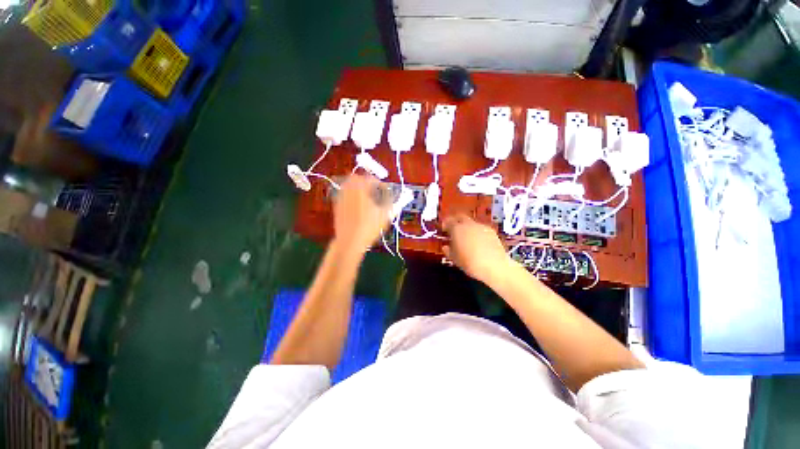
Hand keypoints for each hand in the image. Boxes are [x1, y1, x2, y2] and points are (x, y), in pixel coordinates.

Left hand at [333, 175, 390, 252]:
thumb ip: (393, 204)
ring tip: (366, 197)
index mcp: (361, 189)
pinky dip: (351, 195)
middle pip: (356, 178)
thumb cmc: (369, 227)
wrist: (349, 241)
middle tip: (373, 190)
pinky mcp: (336, 206)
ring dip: (357, 187)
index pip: (371, 179)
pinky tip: (357, 206)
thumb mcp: (385, 216)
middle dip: (365, 181)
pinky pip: (343, 195)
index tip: (385, 190)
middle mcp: (349, 190)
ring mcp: (341, 198)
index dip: (379, 183)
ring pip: (347, 185)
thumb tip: (399, 198)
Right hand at [443, 214, 512, 284]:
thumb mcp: (454, 259)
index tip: (444, 229)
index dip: (445, 225)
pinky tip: (478, 242)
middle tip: (453, 229)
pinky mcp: (492, 232)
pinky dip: (477, 233)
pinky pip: (481, 229)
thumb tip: (446, 247)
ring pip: (471, 223)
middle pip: (460, 217)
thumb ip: (448, 251)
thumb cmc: (469, 263)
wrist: (494, 266)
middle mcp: (469, 224)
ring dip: (467, 227)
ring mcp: (482, 227)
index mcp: (457, 229)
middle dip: (456, 221)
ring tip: (466, 238)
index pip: (448, 221)